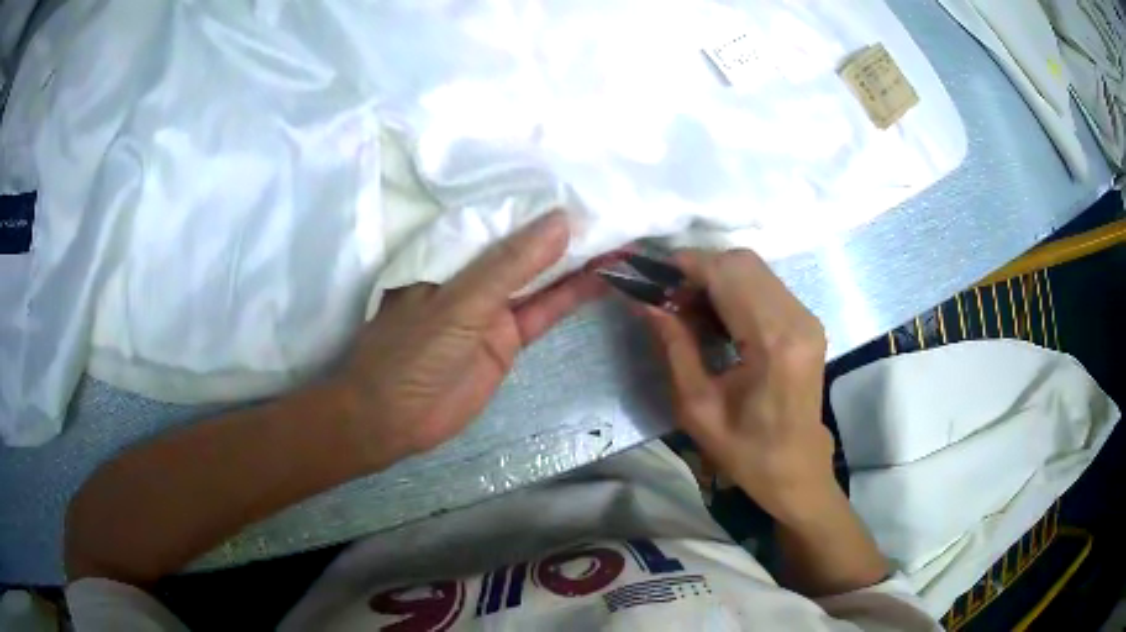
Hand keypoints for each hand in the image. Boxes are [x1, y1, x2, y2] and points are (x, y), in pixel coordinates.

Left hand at [335, 210, 604, 460]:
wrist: (392, 420)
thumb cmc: (412, 352)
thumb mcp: (460, 303)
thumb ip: (510, 265)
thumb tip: (561, 221)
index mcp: (451, 251)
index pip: (503, 217)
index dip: (541, 203)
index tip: (585, 186)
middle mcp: (474, 273)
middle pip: (526, 247)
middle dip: (566, 232)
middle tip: (614, 210)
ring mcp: (493, 308)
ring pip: (541, 278)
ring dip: (576, 262)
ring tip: (620, 239)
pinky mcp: (508, 339)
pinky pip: (544, 312)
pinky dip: (571, 296)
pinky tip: (603, 278)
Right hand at [646, 250, 835, 525]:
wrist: (796, 469)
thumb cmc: (745, 451)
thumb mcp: (697, 407)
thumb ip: (675, 346)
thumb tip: (647, 302)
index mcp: (772, 343)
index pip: (726, 275)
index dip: (686, 265)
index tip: (651, 274)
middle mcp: (797, 319)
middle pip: (742, 262)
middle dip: (699, 269)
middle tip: (669, 297)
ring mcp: (807, 317)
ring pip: (754, 269)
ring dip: (716, 277)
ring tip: (688, 308)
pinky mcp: (808, 321)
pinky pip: (766, 285)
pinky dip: (735, 288)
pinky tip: (716, 315)